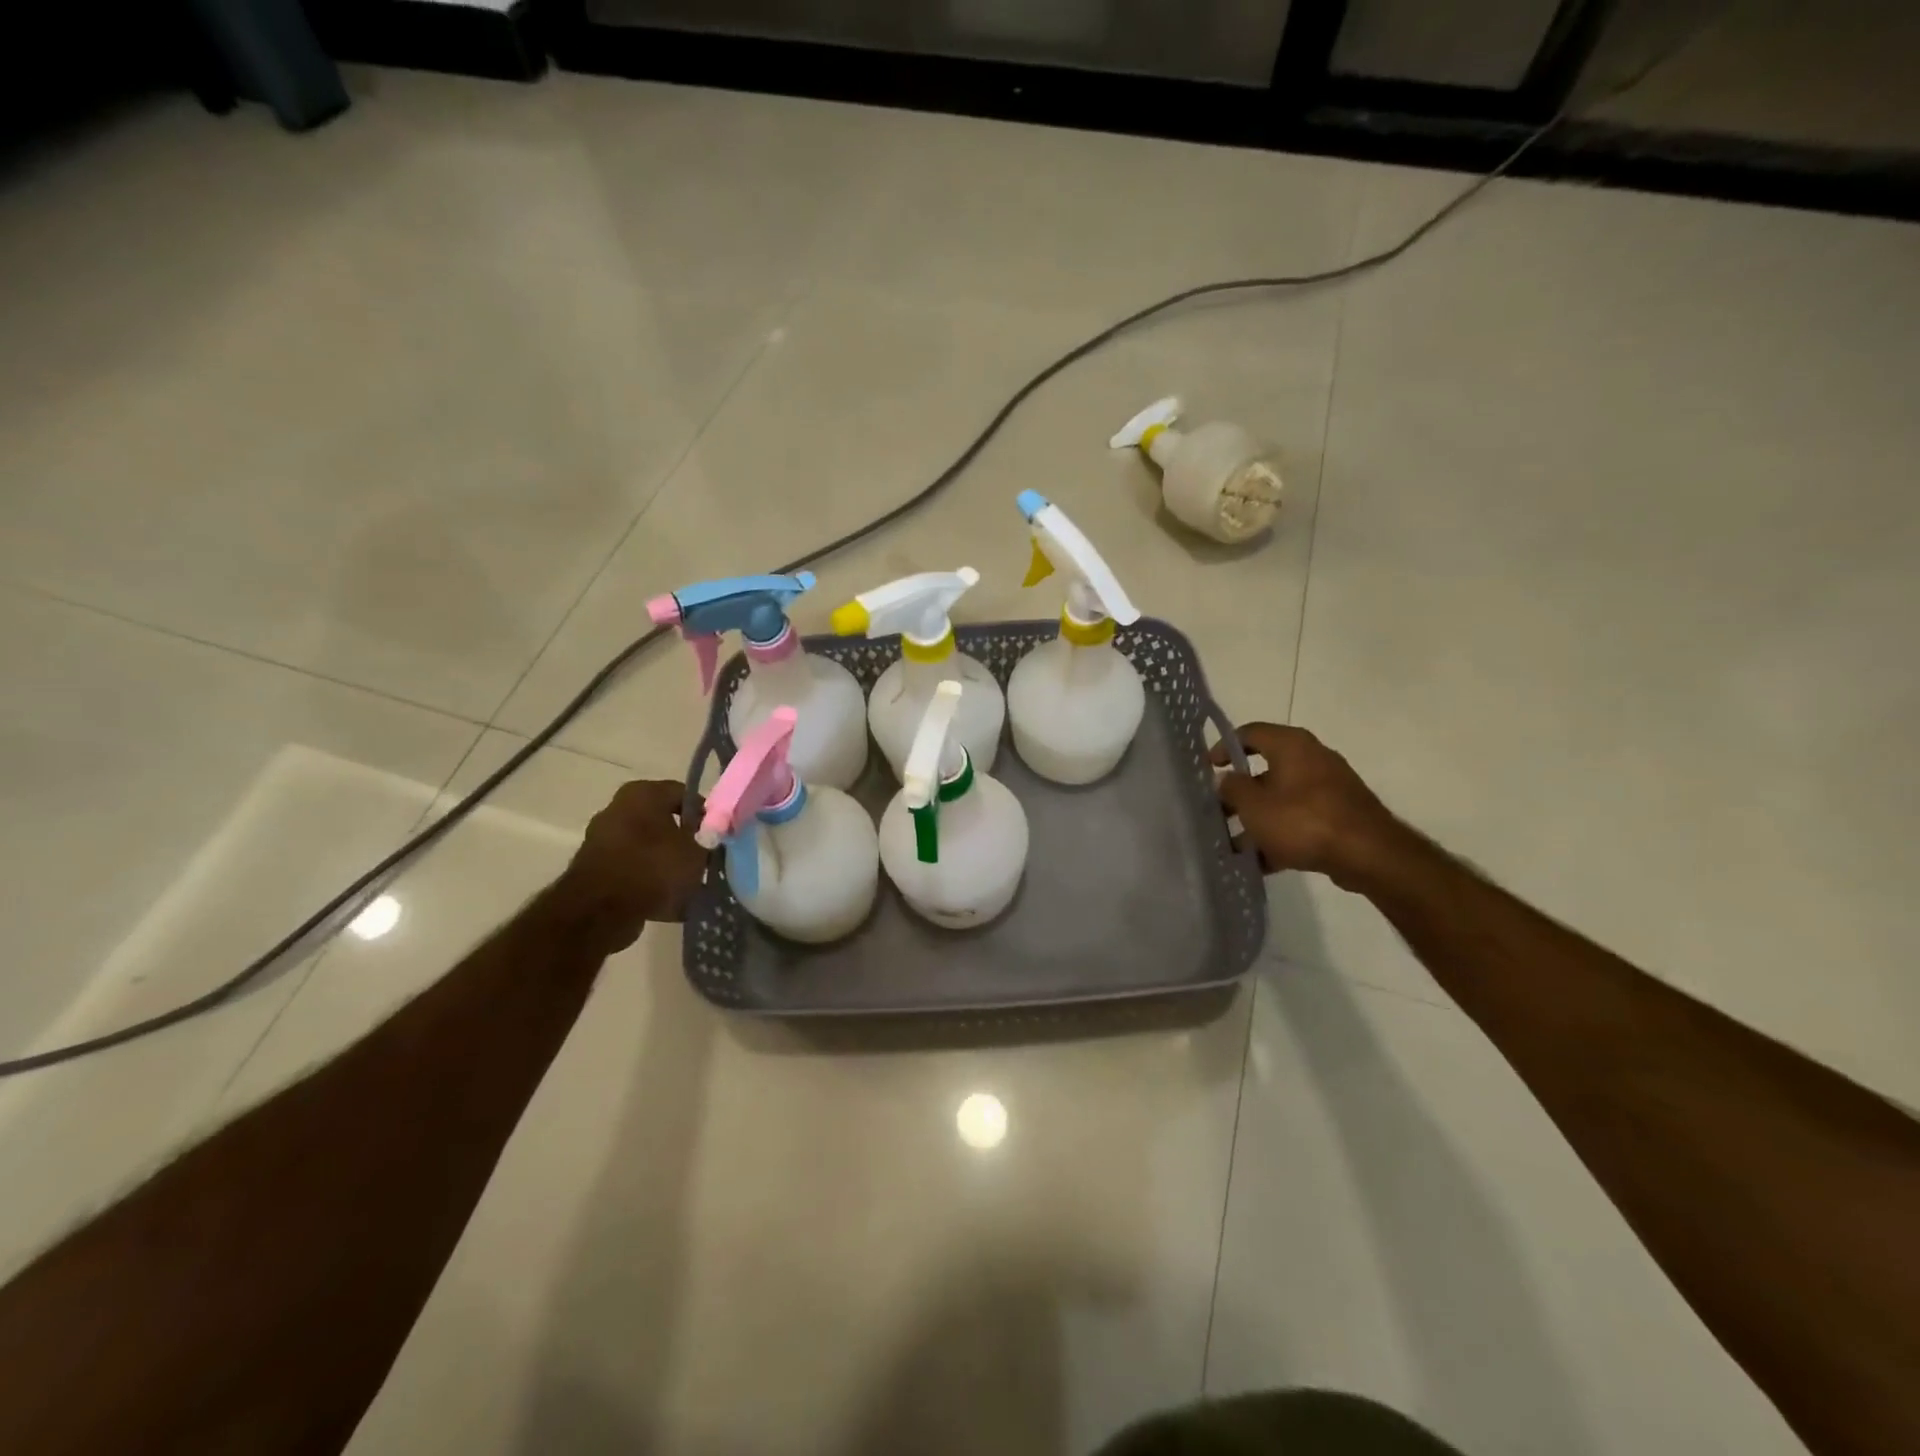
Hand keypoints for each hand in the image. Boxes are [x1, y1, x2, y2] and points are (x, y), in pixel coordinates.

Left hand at [554, 779, 707, 953]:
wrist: (601, 910)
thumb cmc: (655, 867)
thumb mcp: (697, 850)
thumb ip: (707, 837)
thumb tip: (709, 833)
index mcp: (643, 792)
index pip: (684, 794)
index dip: (705, 814)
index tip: (716, 835)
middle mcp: (617, 808)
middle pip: (663, 821)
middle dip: (683, 840)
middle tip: (703, 859)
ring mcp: (602, 838)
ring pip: (647, 847)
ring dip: (666, 863)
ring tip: (688, 885)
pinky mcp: (593, 868)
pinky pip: (632, 870)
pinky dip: (648, 881)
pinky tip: (668, 902)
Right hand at [1212, 724, 1406, 892]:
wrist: (1368, 854)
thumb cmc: (1303, 820)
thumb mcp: (1254, 805)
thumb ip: (1232, 788)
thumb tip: (1225, 779)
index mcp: (1291, 745)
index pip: (1249, 733)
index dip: (1224, 747)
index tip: (1208, 768)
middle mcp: (1312, 758)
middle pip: (1265, 770)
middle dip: (1239, 793)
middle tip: (1218, 811)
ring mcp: (1329, 788)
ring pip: (1282, 799)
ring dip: (1257, 819)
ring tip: (1234, 844)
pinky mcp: (1339, 815)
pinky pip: (1300, 820)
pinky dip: (1280, 835)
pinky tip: (1261, 861)